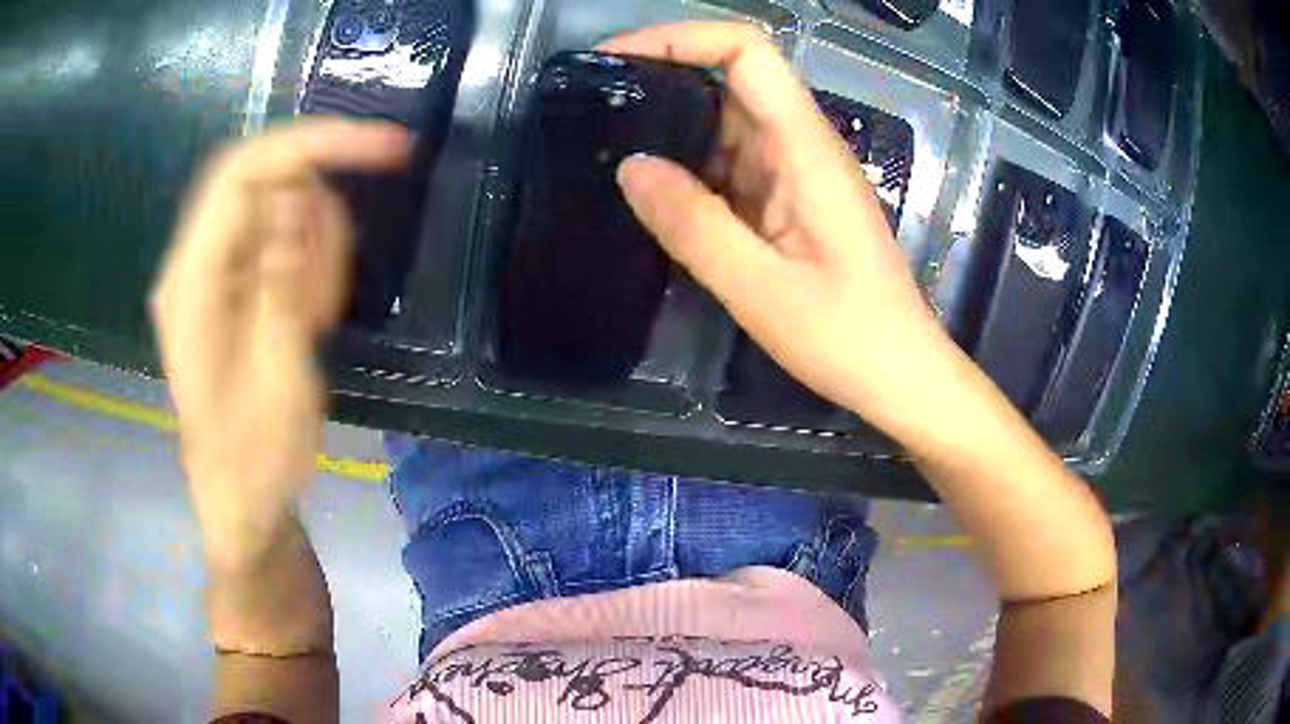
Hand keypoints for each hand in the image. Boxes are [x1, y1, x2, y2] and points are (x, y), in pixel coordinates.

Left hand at [150, 119, 409, 559]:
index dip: (315, 145)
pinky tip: (306, 322)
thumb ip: (282, 287)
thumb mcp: (278, 383)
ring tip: (313, 327)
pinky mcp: (228, 284)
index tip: (387, 149)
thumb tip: (300, 198)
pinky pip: (278, 243)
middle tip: (329, 295)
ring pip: (277, 211)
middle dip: (316, 214)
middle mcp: (193, 263)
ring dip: (314, 252)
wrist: (239, 502)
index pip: (245, 172)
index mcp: (191, 283)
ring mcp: (209, 272)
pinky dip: (307, 268)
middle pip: (262, 181)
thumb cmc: (256, 460)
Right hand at [605, 23, 961, 433]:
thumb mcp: (760, 288)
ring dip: (671, 129)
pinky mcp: (789, 201)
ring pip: (726, 124)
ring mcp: (796, 173)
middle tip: (595, 108)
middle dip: (662, 80)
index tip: (617, 60)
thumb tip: (629, 166)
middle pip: (731, 80)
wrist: (899, 373)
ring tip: (606, 148)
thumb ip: (692, 224)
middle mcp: (802, 145)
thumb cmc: (846, 336)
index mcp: (805, 147)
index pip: (747, 52)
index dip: (682, 38)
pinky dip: (690, 170)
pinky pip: (732, 166)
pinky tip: (652, 194)